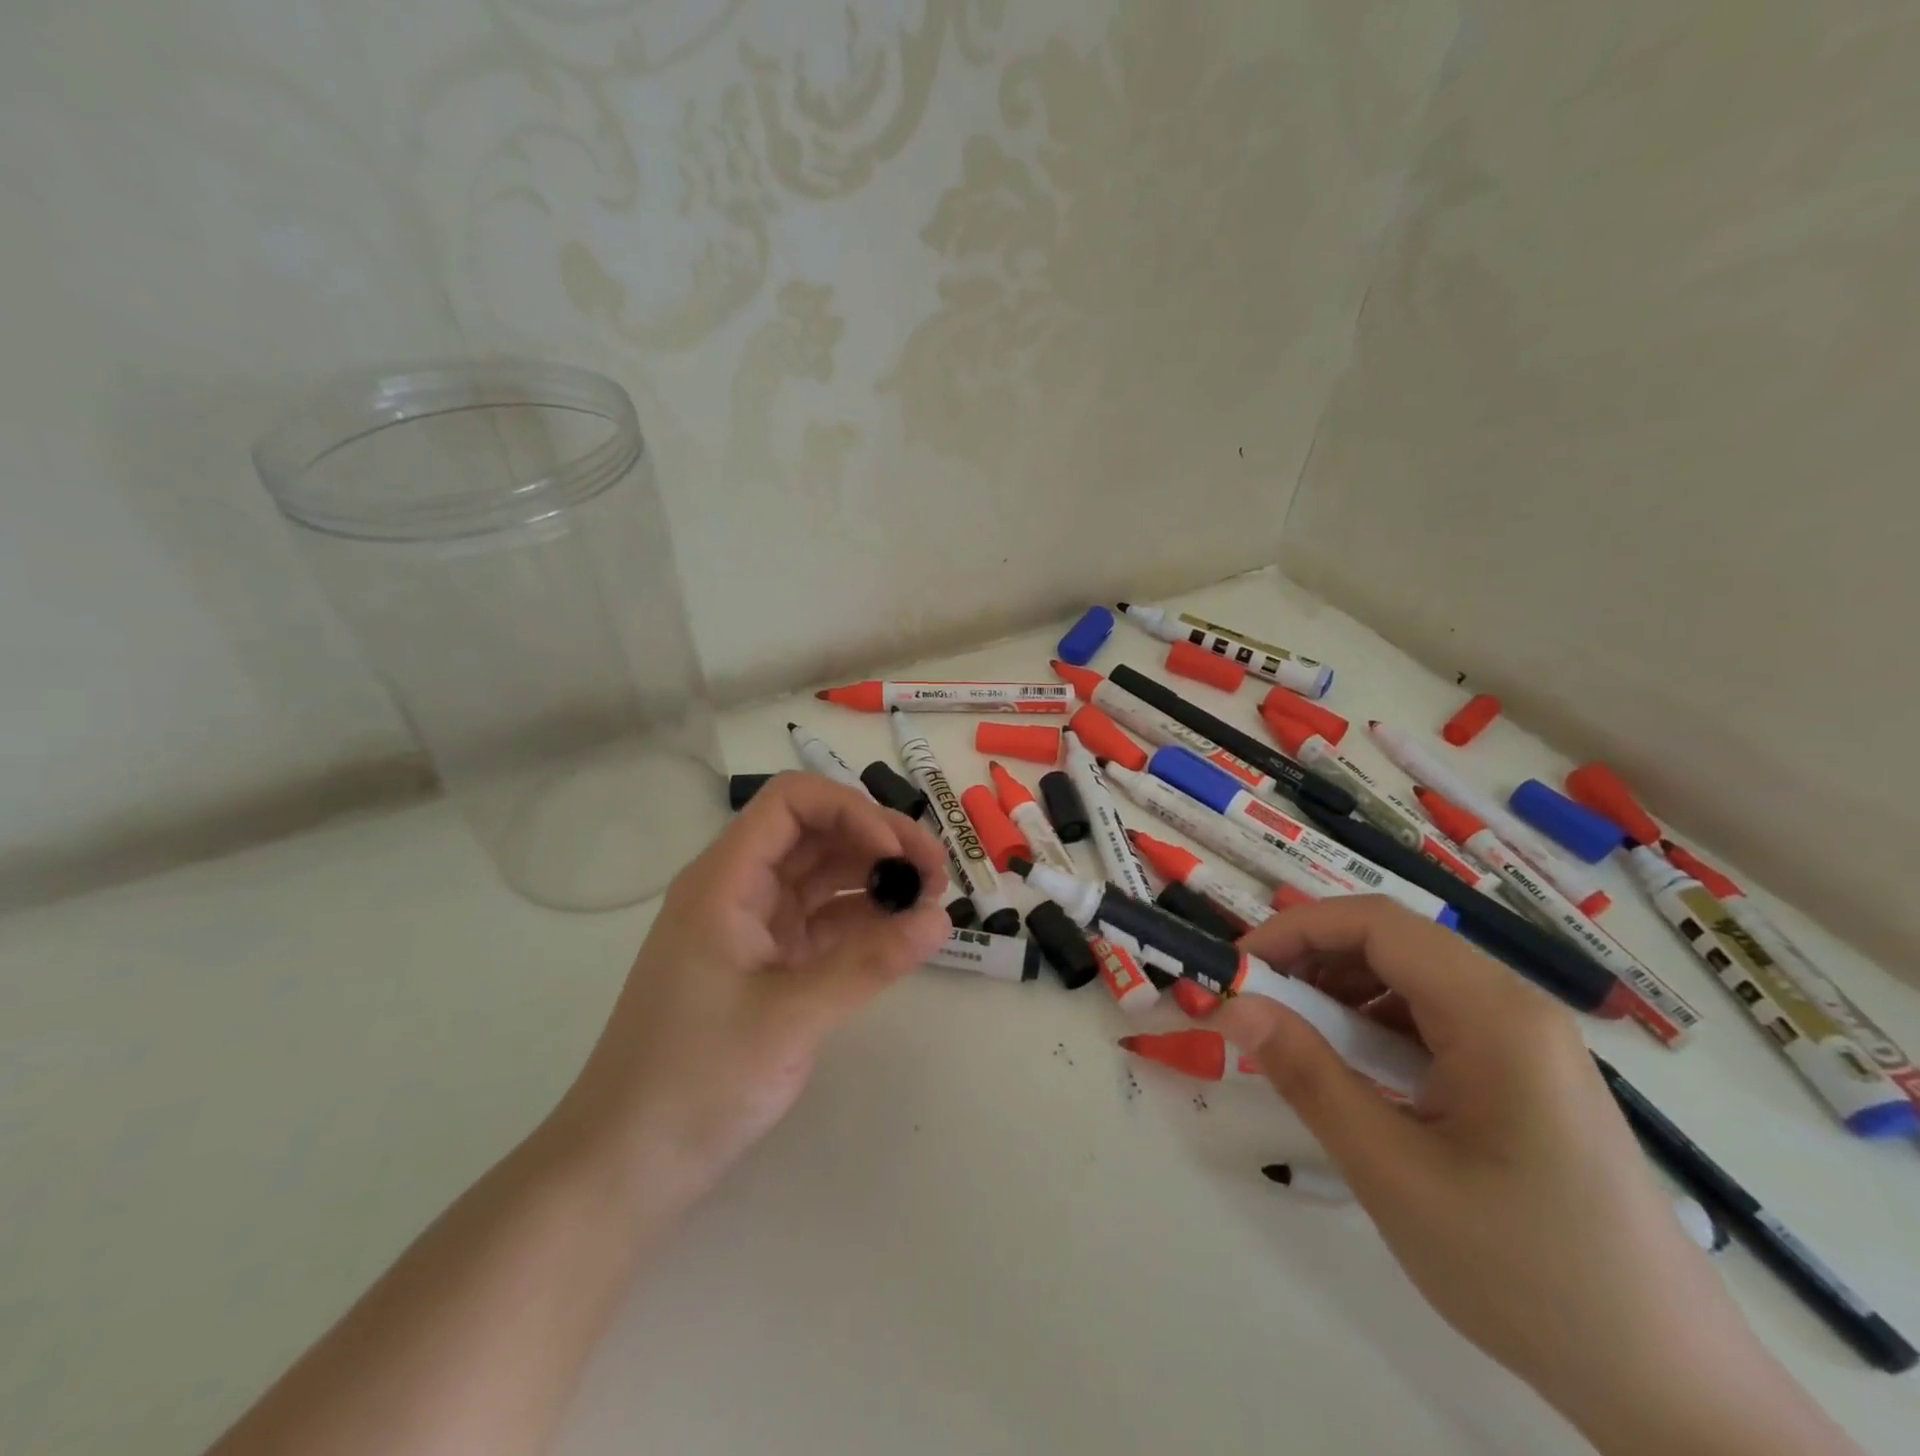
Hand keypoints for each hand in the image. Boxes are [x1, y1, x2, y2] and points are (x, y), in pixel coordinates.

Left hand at [550, 772, 950, 1206]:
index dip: (851, 812)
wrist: (625, 1167)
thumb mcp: (790, 1019)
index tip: (897, 855)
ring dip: (877, 878)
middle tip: (938, 874)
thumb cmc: (695, 1082)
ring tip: (931, 900)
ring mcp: (753, 927)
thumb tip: (941, 919)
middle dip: (879, 841)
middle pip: (816, 834)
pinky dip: (864, 919)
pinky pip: (824, 921)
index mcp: (725, 881)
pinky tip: (901, 932)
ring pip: (824, 875)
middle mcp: (739, 890)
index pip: (792, 803)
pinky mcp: (767, 963)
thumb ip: (869, 963)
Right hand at [1211, 897, 1794, 1450]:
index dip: (1295, 929)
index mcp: (1496, 1014)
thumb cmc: (1527, 1274)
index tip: (1239, 968)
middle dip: (1312, 960)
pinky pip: (1434, 1021)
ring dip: (1340, 994)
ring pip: (1410, 979)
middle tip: (1255, 1005)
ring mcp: (1526, 1042)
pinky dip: (1375, 1028)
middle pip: (1393, 944)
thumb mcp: (1394, 1173)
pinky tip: (1354, 1074)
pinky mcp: (1525, 1076)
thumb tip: (1233, 1005)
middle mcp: (1516, 1008)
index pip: (1376, 924)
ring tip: (1295, 1042)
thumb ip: (1308, 1076)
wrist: (1671, 1390)